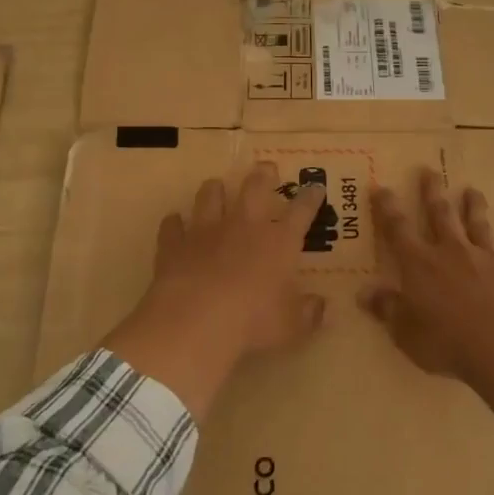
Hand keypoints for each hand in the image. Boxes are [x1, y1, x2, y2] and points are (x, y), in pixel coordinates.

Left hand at [107, 162, 328, 418]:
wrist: (196, 321)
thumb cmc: (253, 322)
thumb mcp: (291, 326)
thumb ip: (308, 314)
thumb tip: (321, 307)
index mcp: (279, 242)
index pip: (301, 211)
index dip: (310, 198)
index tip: (315, 187)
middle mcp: (244, 226)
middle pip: (255, 187)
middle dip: (263, 175)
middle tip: (266, 168)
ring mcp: (206, 230)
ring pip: (210, 195)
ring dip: (215, 189)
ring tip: (216, 186)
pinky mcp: (174, 243)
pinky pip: (172, 225)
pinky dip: (175, 223)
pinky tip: (175, 223)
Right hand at [360, 170, 493, 380]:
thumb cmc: (446, 339)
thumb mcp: (405, 331)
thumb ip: (387, 309)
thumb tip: (365, 293)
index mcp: (421, 264)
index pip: (398, 230)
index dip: (387, 208)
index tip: (381, 187)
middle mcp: (453, 253)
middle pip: (441, 215)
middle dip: (433, 193)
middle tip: (430, 171)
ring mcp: (487, 261)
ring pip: (480, 227)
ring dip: (476, 209)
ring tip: (474, 191)